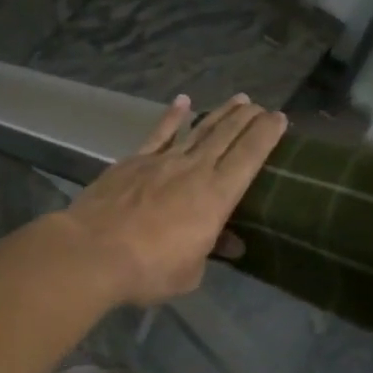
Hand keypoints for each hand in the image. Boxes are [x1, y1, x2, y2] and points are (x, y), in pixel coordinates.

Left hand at [65, 94, 287, 305]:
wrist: (92, 252)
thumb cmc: (148, 270)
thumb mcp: (189, 272)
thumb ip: (209, 251)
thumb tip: (229, 242)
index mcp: (216, 196)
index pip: (250, 157)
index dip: (267, 135)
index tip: (280, 118)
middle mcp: (194, 170)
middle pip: (227, 136)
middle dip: (248, 118)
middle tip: (262, 106)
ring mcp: (162, 161)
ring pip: (199, 130)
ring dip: (220, 113)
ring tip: (238, 99)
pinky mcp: (134, 161)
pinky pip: (159, 133)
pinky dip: (173, 117)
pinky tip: (183, 101)